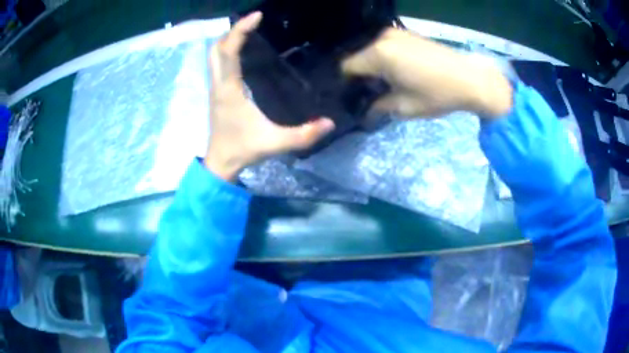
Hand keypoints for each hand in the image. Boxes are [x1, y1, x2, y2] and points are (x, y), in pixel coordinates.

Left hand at [204, 12, 334, 180]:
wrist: (221, 163)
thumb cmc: (243, 150)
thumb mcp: (276, 143)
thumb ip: (304, 135)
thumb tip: (330, 123)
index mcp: (229, 90)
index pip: (228, 52)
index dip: (240, 30)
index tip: (257, 16)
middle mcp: (218, 84)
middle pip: (216, 49)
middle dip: (232, 31)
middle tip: (252, 23)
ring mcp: (215, 88)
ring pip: (213, 56)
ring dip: (228, 40)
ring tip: (249, 32)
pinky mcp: (216, 92)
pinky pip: (217, 64)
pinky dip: (227, 51)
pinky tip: (243, 51)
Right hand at [342, 28, 512, 117]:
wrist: (471, 79)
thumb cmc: (438, 94)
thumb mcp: (405, 107)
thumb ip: (379, 105)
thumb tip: (367, 106)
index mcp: (379, 54)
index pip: (347, 67)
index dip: (348, 83)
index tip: (355, 96)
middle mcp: (383, 38)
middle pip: (358, 56)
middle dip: (362, 74)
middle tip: (373, 91)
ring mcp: (396, 33)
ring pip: (372, 50)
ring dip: (374, 65)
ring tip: (388, 81)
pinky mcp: (407, 33)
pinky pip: (386, 45)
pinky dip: (386, 57)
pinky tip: (399, 70)